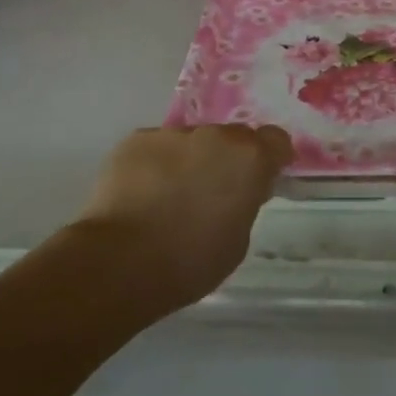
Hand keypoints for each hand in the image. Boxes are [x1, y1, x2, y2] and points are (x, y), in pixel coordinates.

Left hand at [74, 125, 292, 309]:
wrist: (120, 262)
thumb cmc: (189, 261)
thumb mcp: (237, 241)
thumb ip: (244, 204)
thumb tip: (235, 192)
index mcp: (249, 159)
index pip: (276, 140)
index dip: (270, 158)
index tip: (260, 179)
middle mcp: (215, 135)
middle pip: (230, 138)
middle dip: (225, 159)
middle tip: (210, 193)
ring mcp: (173, 133)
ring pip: (189, 143)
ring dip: (187, 162)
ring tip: (167, 198)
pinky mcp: (136, 139)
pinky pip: (155, 148)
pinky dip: (154, 166)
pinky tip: (140, 196)